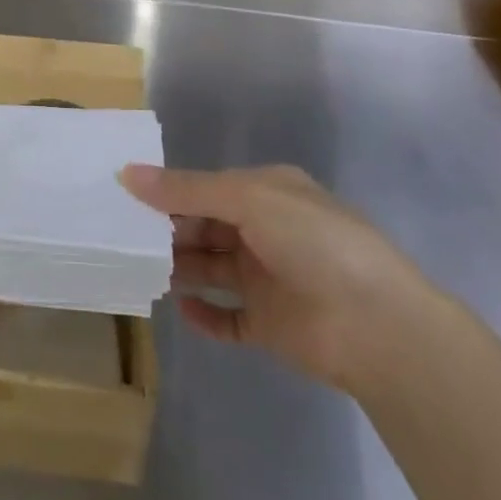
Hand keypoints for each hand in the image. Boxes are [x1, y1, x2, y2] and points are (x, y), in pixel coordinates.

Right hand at [120, 163, 431, 392]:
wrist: (377, 325)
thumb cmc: (313, 242)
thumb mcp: (248, 199)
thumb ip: (187, 190)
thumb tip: (127, 174)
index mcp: (267, 193)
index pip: (207, 188)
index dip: (169, 191)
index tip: (126, 197)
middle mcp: (265, 231)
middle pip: (205, 227)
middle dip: (169, 230)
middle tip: (123, 237)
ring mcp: (268, 279)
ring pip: (211, 269)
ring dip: (180, 268)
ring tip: (140, 270)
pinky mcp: (270, 325)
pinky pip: (227, 318)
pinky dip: (203, 314)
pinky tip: (179, 310)